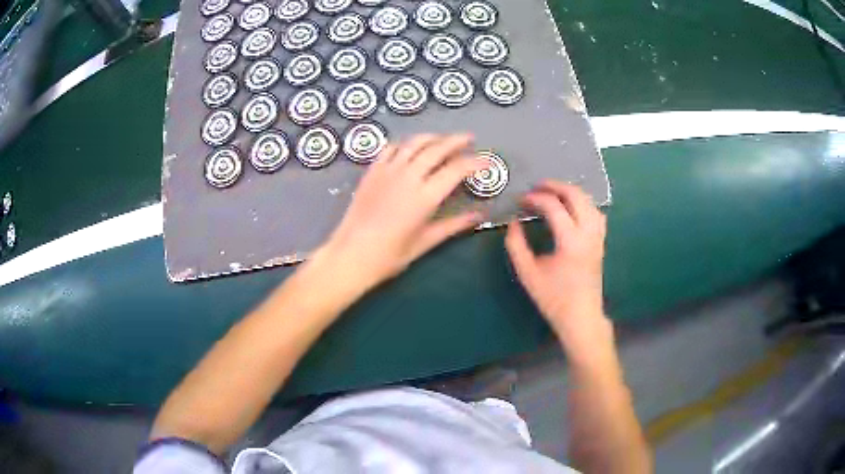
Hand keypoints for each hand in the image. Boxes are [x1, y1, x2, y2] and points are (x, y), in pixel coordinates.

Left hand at [315, 134, 486, 291]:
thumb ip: (453, 225)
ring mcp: (388, 171)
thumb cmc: (390, 255)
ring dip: (433, 137)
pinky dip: (405, 143)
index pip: (457, 169)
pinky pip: (391, 148)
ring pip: (414, 143)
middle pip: (437, 148)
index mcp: (425, 196)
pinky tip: (411, 146)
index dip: (475, 162)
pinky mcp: (372, 171)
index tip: (487, 161)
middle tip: (469, 139)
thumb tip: (479, 215)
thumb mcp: (425, 242)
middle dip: (456, 141)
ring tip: (443, 138)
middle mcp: (408, 176)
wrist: (351, 254)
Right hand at [505, 181, 609, 354]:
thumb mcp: (528, 273)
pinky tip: (571, 209)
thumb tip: (514, 222)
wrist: (581, 316)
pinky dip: (582, 203)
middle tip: (537, 187)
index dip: (535, 198)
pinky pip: (595, 212)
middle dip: (555, 186)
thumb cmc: (553, 298)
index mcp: (570, 241)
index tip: (521, 200)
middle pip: (576, 196)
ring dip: (570, 192)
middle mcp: (588, 233)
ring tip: (552, 193)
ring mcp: (598, 237)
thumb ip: (516, 245)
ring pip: (589, 201)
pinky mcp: (601, 242)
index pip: (554, 206)